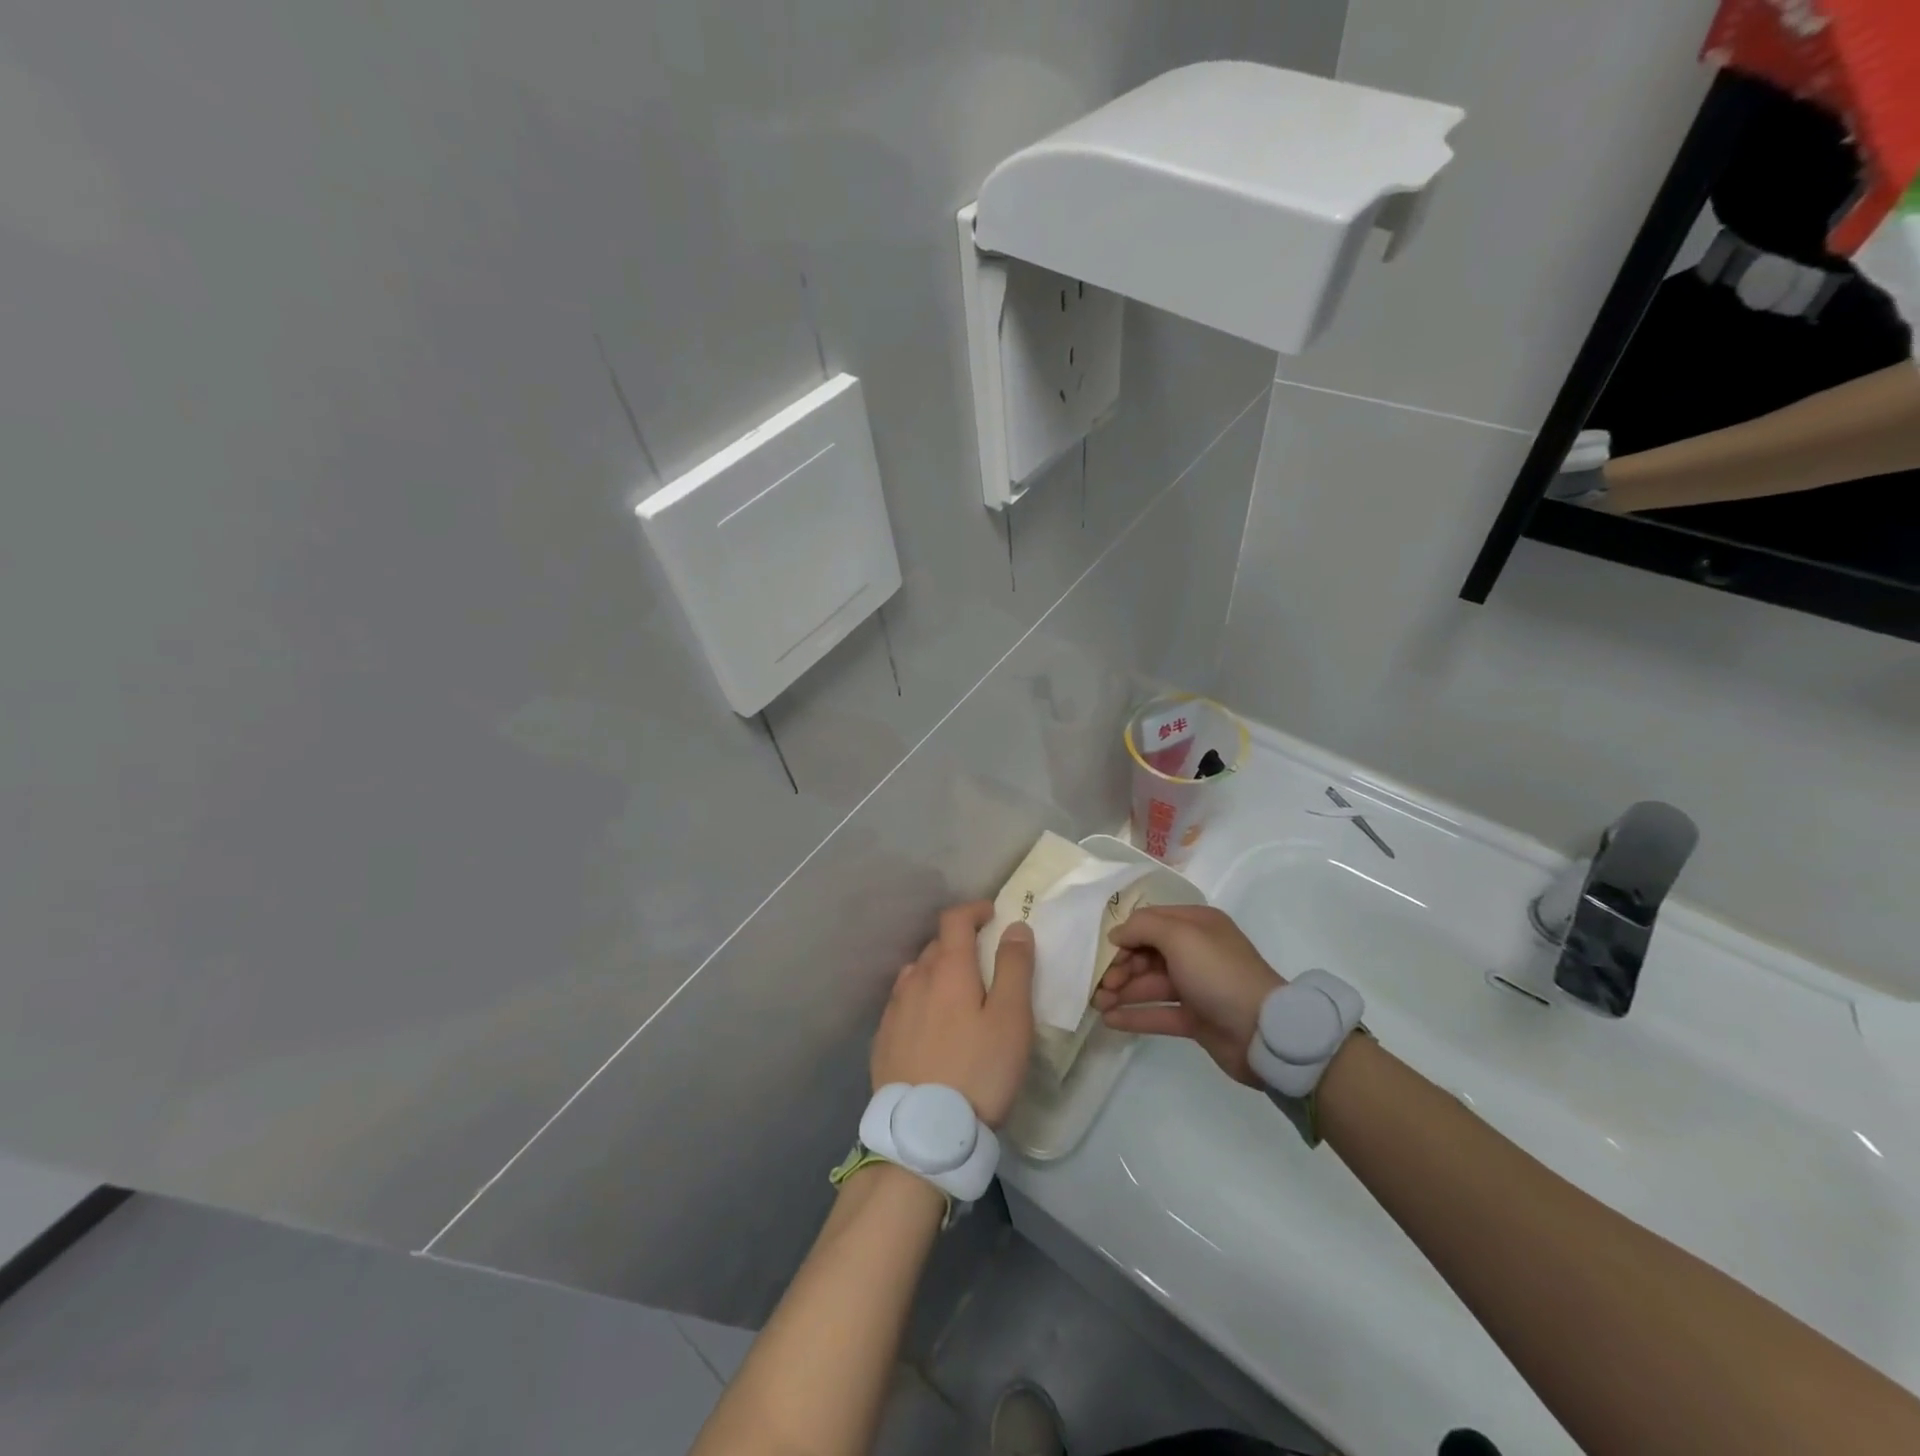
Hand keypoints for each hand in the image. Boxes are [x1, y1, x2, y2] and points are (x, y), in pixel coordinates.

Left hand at [873, 902, 1033, 1127]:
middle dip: (960, 944)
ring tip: (958, 996)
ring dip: (938, 973)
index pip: (954, 919)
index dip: (974, 910)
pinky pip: (903, 1005)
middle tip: (985, 962)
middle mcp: (915, 980)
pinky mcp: (882, 1040)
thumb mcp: (1011, 1019)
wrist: (924, 1134)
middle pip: (936, 946)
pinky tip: (932, 1028)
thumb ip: (1014, 968)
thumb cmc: (979, 1071)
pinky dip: (921, 1001)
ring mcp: (894, 1010)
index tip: (993, 916)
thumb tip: (1015, 927)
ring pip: (917, 975)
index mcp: (947, 969)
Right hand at [1094, 905, 1282, 1085]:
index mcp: (1197, 925)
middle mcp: (1196, 951)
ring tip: (1097, 1004)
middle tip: (1099, 984)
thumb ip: (1143, 927)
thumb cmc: (1219, 973)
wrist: (1264, 1031)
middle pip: (1147, 953)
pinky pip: (1158, 1012)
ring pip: (1150, 984)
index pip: (1151, 921)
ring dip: (1122, 991)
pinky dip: (1134, 1014)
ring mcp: (1196, 986)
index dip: (1126, 935)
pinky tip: (1110, 1020)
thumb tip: (1117, 934)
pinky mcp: (1196, 1018)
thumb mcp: (1180, 936)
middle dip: (1121, 966)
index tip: (1104, 950)